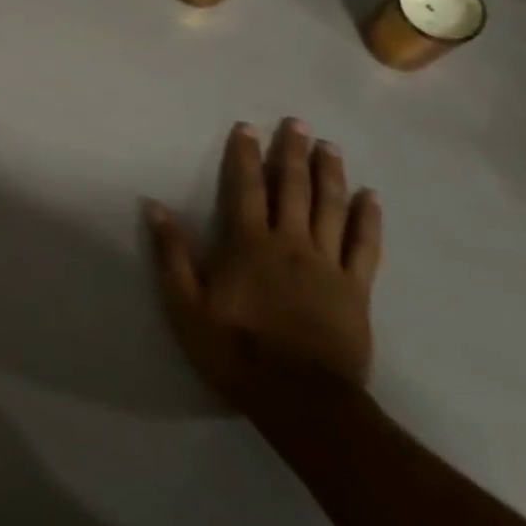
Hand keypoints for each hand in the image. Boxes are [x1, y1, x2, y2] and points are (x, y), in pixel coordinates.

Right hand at [145, 119, 381, 407]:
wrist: (302, 402)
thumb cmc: (236, 352)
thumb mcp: (186, 306)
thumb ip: (172, 253)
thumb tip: (154, 205)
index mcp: (249, 244)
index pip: (245, 188)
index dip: (244, 156)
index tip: (247, 128)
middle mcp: (291, 243)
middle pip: (293, 188)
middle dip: (292, 153)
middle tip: (297, 123)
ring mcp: (328, 265)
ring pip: (331, 208)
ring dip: (330, 173)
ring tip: (330, 146)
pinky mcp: (355, 289)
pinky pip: (365, 246)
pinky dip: (368, 219)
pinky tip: (371, 197)